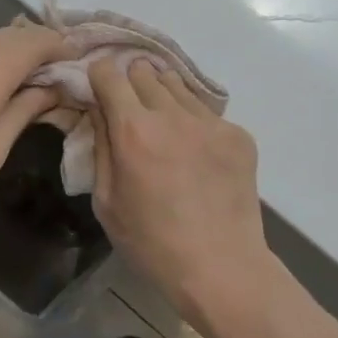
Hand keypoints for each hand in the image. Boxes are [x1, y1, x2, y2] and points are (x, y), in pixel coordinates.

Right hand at [87, 56, 269, 328]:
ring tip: (164, 127)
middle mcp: (172, 114)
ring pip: (178, 85)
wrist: (221, 267)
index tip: (99, 90)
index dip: (100, 78)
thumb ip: (101, 147)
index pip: (109, 74)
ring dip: (164, 97)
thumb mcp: (106, 202)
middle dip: (131, 84)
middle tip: (130, 110)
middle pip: (145, 71)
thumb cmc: (152, 243)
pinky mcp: (239, 134)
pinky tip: (197, 154)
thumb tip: (99, 111)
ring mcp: (210, 121)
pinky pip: (207, 113)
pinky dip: (194, 122)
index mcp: (133, 129)